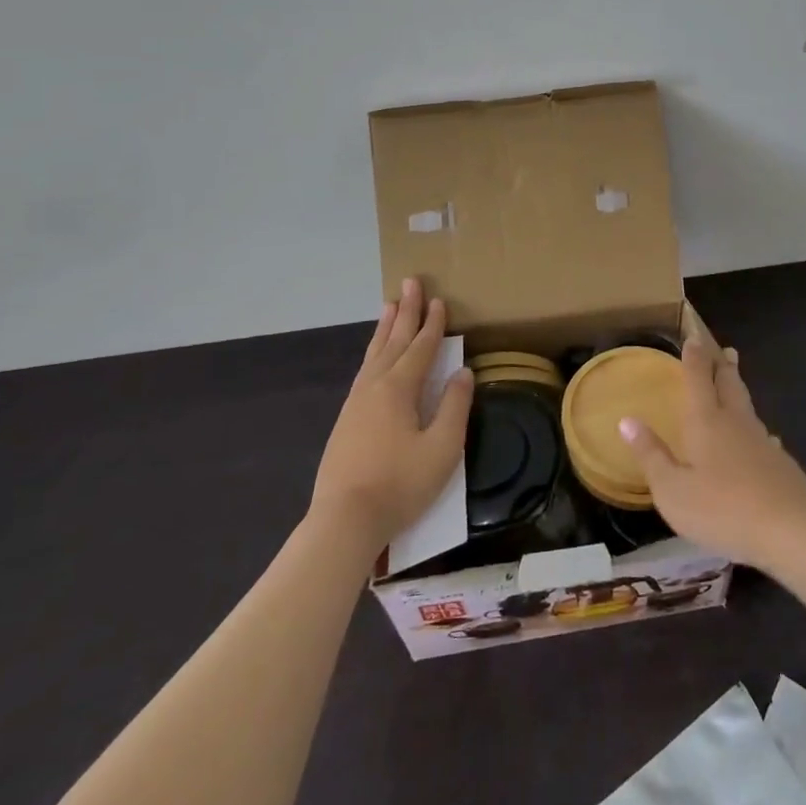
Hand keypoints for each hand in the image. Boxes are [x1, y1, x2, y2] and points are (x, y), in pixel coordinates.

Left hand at [309, 278, 473, 550]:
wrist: (343, 522)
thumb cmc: (400, 484)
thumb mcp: (442, 448)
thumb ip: (455, 407)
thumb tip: (462, 373)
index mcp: (399, 389)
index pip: (421, 347)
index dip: (433, 324)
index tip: (440, 299)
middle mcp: (374, 387)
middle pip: (393, 341)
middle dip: (405, 312)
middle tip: (410, 282)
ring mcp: (355, 404)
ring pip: (374, 354)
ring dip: (385, 328)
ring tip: (390, 306)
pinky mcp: (345, 422)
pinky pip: (364, 371)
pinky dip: (373, 353)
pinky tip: (374, 358)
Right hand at [618, 335, 805, 571]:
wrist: (787, 528)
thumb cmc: (721, 508)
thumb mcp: (672, 489)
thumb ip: (650, 454)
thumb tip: (626, 420)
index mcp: (705, 421)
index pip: (698, 378)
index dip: (694, 357)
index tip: (694, 336)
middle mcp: (734, 421)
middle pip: (729, 384)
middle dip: (723, 365)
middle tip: (725, 350)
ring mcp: (761, 440)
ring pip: (747, 405)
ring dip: (739, 390)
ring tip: (736, 383)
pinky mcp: (780, 462)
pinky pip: (763, 435)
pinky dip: (757, 429)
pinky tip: (763, 438)